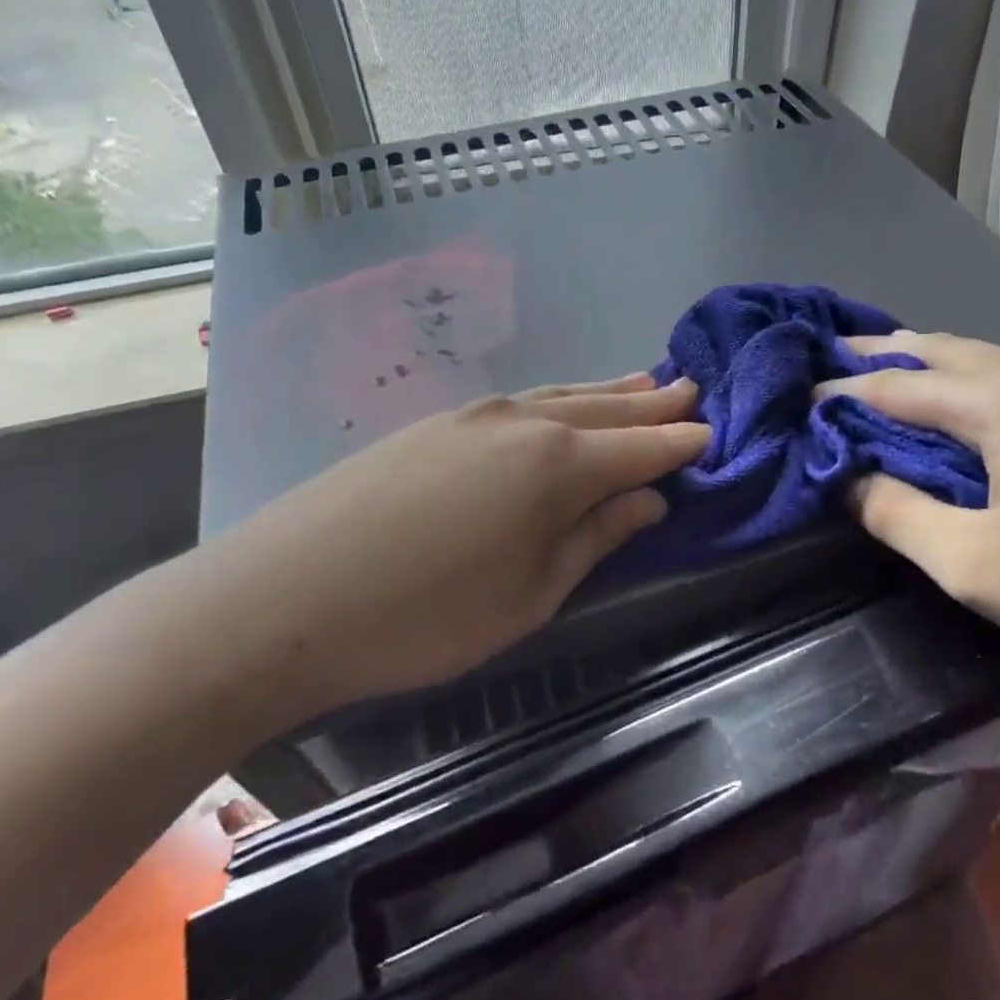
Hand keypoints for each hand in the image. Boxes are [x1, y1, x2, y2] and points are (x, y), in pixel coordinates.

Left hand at [191, 375, 708, 721]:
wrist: (288, 597)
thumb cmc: (428, 615)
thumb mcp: (531, 593)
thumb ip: (594, 538)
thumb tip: (646, 501)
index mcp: (557, 465)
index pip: (638, 450)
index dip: (678, 444)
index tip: (710, 434)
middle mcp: (522, 422)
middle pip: (602, 410)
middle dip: (650, 405)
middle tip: (688, 391)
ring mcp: (472, 416)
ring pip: (558, 397)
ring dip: (603, 393)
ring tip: (639, 384)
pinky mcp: (432, 424)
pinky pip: (518, 403)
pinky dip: (555, 402)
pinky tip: (558, 407)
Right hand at [818, 334, 999, 681]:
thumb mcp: (972, 563)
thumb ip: (897, 514)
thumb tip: (850, 481)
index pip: (898, 388)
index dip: (842, 392)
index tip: (799, 399)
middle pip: (946, 351)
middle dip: (886, 354)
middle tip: (837, 355)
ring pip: (991, 359)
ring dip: (935, 364)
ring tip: (896, 371)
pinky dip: (979, 380)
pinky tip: (977, 403)